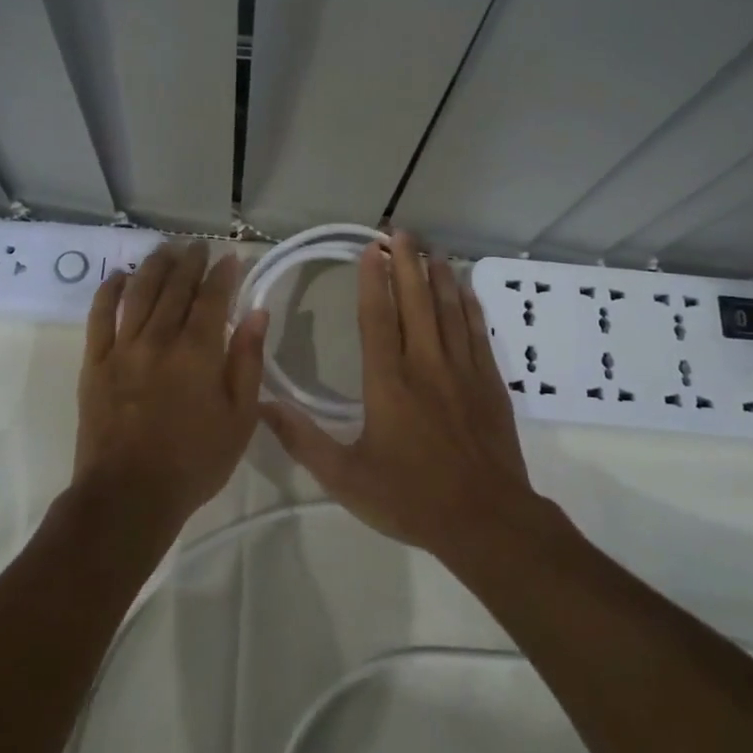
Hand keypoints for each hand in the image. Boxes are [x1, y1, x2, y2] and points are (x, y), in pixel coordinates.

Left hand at [74, 240, 268, 527]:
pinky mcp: (94, 363)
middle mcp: (159, 339)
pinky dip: (109, 291)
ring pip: (138, 293)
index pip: (213, 298)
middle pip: (175, 288)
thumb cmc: (194, 462)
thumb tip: (257, 314)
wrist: (129, 496)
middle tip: (199, 247)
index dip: (224, 274)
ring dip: (154, 266)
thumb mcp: (239, 418)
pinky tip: (119, 276)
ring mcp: (122, 348)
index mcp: (198, 352)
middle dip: (190, 262)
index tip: (231, 257)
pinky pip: (99, 316)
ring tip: (165, 249)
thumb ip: (247, 361)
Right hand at [259, 231, 537, 556]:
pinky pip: (477, 333)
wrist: (485, 521)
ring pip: (449, 310)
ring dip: (439, 276)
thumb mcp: (345, 478)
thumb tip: (262, 405)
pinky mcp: (489, 383)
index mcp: (388, 382)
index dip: (373, 280)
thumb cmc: (410, 499)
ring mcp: (462, 371)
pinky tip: (465, 290)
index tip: (370, 250)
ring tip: (432, 249)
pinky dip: (469, 307)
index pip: (377, 317)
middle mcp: (425, 365)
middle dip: (407, 263)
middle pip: (416, 302)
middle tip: (401, 232)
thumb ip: (302, 440)